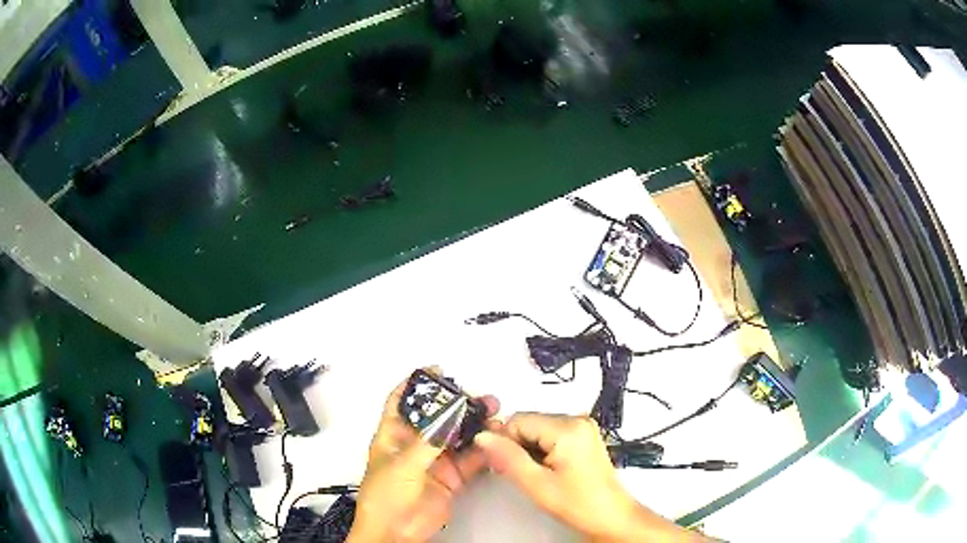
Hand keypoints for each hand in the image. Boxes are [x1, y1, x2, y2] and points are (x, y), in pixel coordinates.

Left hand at [348, 370, 498, 542]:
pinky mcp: (451, 478)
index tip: (437, 371)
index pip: (402, 403)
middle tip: (478, 396)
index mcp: (393, 436)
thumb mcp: (403, 464)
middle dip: (456, 405)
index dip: (416, 385)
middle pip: (437, 417)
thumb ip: (429, 440)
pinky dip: (483, 450)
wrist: (396, 532)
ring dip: (474, 426)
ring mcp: (434, 461)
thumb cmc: (386, 495)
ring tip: (494, 413)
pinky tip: (496, 440)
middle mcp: (415, 445)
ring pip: (457, 437)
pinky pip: (469, 460)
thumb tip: (451, 413)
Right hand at [474, 413, 701, 542]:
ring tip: (536, 474)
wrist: (610, 516)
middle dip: (517, 445)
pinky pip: (551, 434)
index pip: (518, 420)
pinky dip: (542, 449)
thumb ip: (508, 457)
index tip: (502, 464)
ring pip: (538, 429)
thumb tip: (482, 436)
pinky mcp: (584, 435)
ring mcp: (583, 426)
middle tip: (520, 473)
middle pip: (529, 422)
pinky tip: (547, 470)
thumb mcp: (536, 484)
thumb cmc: (578, 504)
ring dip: (528, 449)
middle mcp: (578, 419)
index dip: (504, 441)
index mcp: (568, 428)